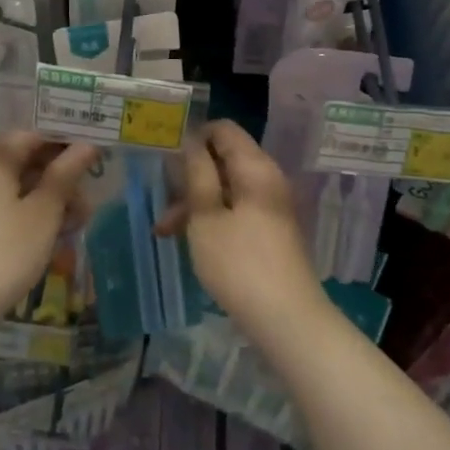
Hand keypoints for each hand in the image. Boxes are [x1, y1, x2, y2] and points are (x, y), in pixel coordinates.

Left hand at [0, 131, 97, 322]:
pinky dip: (34, 212)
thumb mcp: (44, 210)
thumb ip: (66, 173)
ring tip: (80, 219)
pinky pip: (10, 205)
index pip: (35, 133)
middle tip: (90, 193)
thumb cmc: (7, 248)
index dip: (66, 141)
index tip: (94, 154)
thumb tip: (87, 145)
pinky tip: (57, 232)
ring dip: (51, 197)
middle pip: (27, 159)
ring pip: (21, 185)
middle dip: (61, 174)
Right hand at [157, 120, 325, 335]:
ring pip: (226, 188)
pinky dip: (213, 218)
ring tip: (166, 231)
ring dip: (196, 203)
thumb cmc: (240, 264)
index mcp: (255, 167)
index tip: (166, 159)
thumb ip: (197, 174)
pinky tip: (189, 241)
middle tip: (161, 202)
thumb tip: (191, 141)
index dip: (193, 137)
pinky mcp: (270, 230)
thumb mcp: (206, 217)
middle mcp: (267, 179)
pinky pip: (237, 209)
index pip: (223, 129)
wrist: (287, 320)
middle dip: (190, 177)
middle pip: (224, 159)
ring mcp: (271, 206)